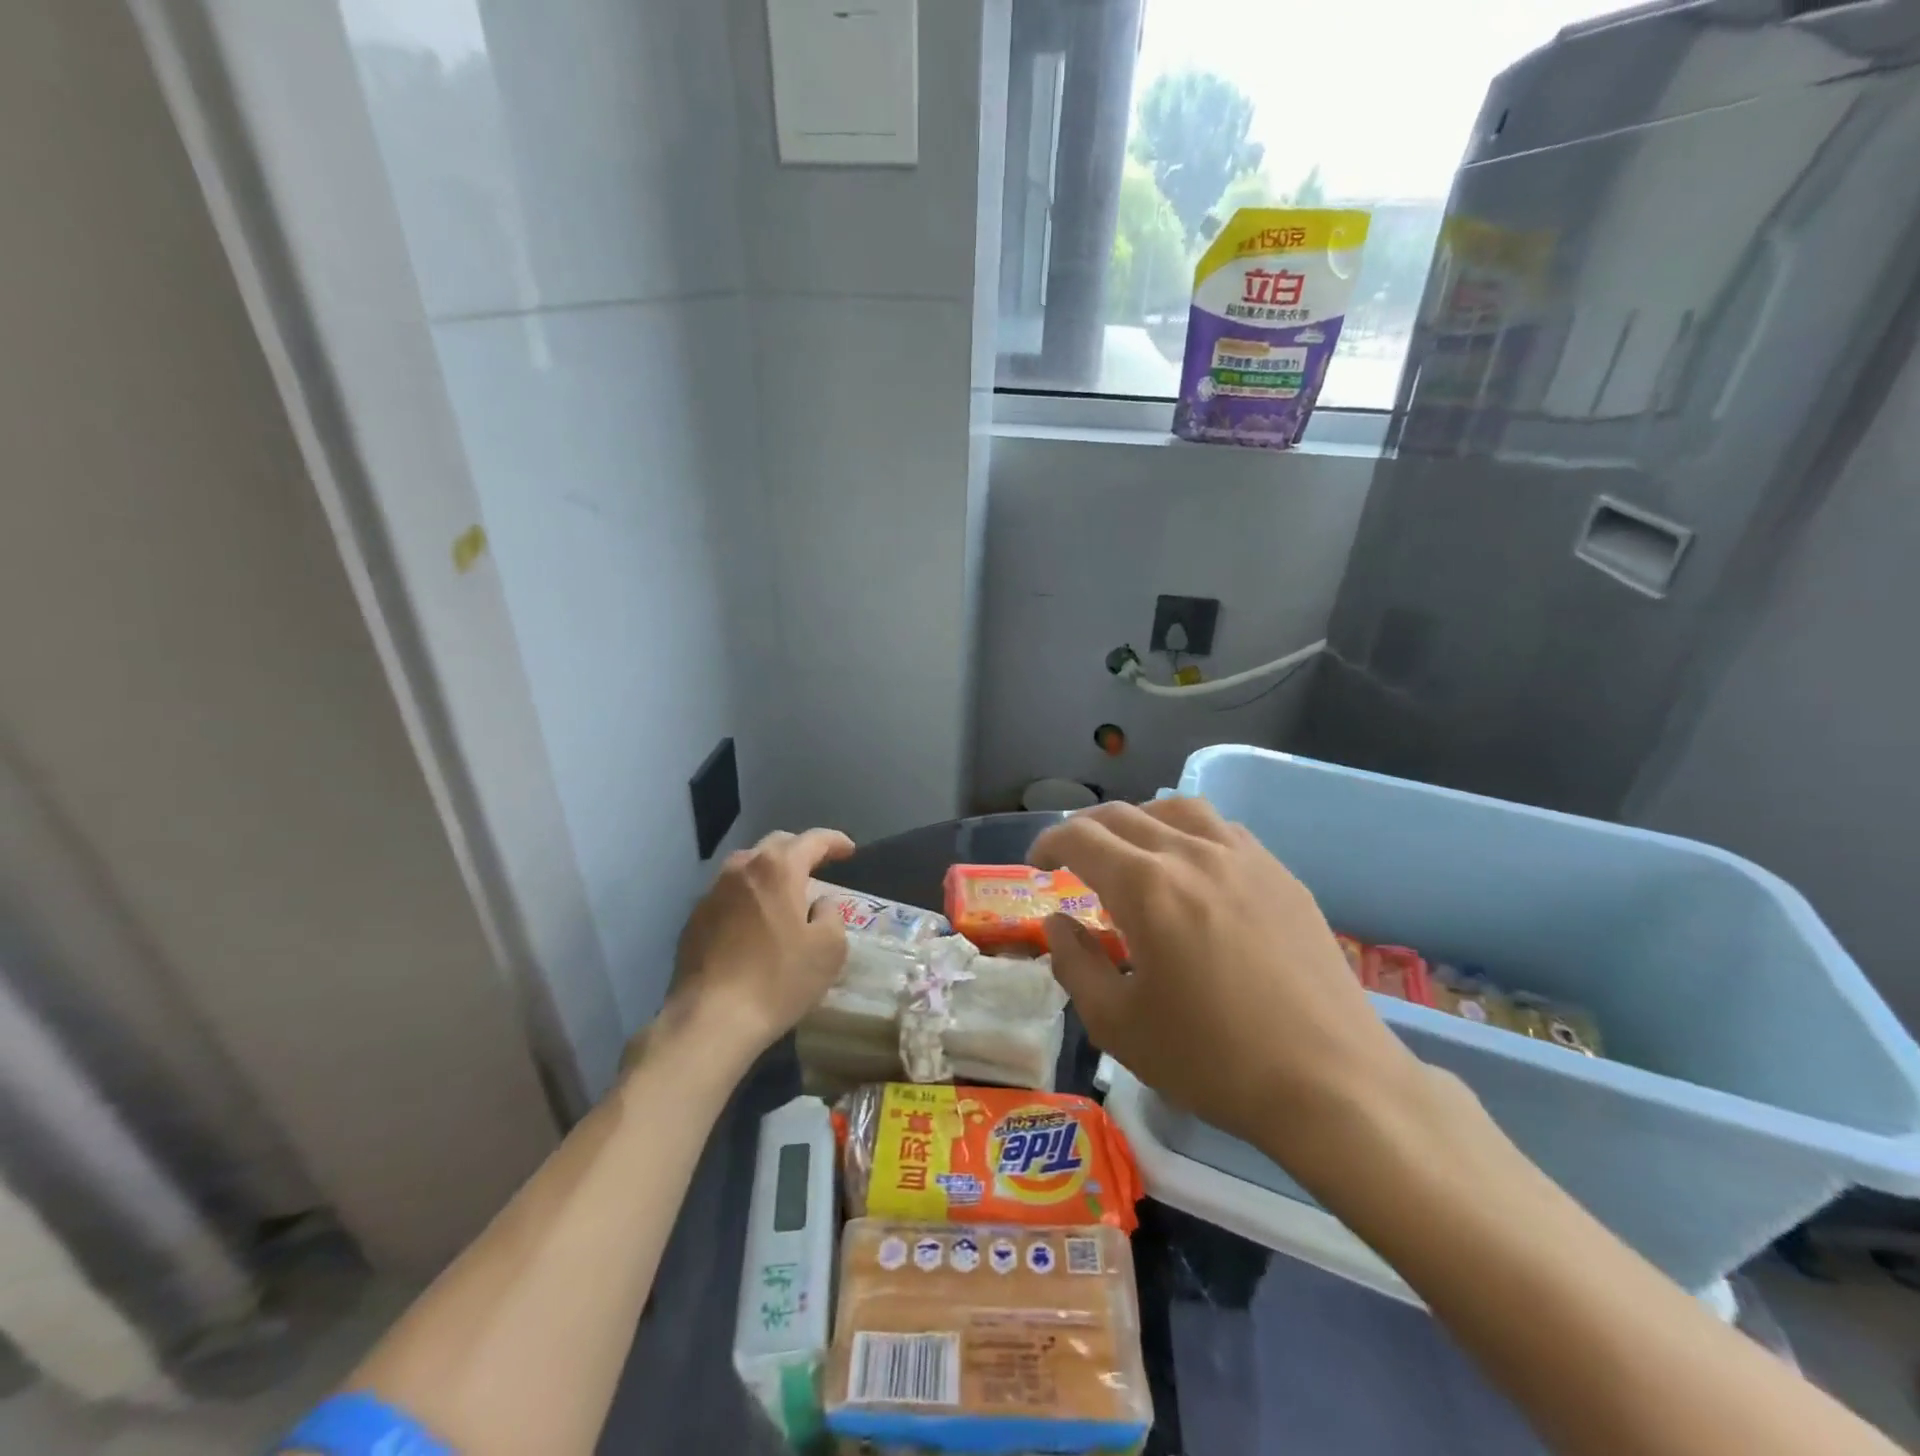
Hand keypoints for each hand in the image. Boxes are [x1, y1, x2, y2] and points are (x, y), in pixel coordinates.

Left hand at [660, 828, 855, 1066]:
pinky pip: (729, 894)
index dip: (835, 841)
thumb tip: (820, 905)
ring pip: (747, 867)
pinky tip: (755, 922)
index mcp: (778, 868)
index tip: (849, 850)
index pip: (813, 840)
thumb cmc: (779, 980)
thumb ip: (832, 915)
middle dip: (800, 851)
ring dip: (770, 872)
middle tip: (818, 867)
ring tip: (785, 892)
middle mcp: (742, 869)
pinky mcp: (694, 919)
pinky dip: (748, 897)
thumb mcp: (829, 949)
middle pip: (776, 845)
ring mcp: (712, 892)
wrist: (710, 1019)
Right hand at [1030, 799, 1425, 1180]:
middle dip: (1085, 829)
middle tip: (1070, 857)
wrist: (1332, 1082)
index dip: (1049, 842)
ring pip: (1177, 809)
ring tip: (1129, 849)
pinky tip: (1190, 866)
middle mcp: (1192, 854)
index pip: (1081, 838)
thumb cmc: (1214, 1059)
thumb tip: (1058, 922)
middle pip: (1124, 816)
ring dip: (1138, 820)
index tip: (1037, 862)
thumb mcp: (1118, 1025)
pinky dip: (1187, 832)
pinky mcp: (1281, 874)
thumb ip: (1075, 964)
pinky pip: (1221, 830)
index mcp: (1147, 887)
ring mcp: (1244, 858)